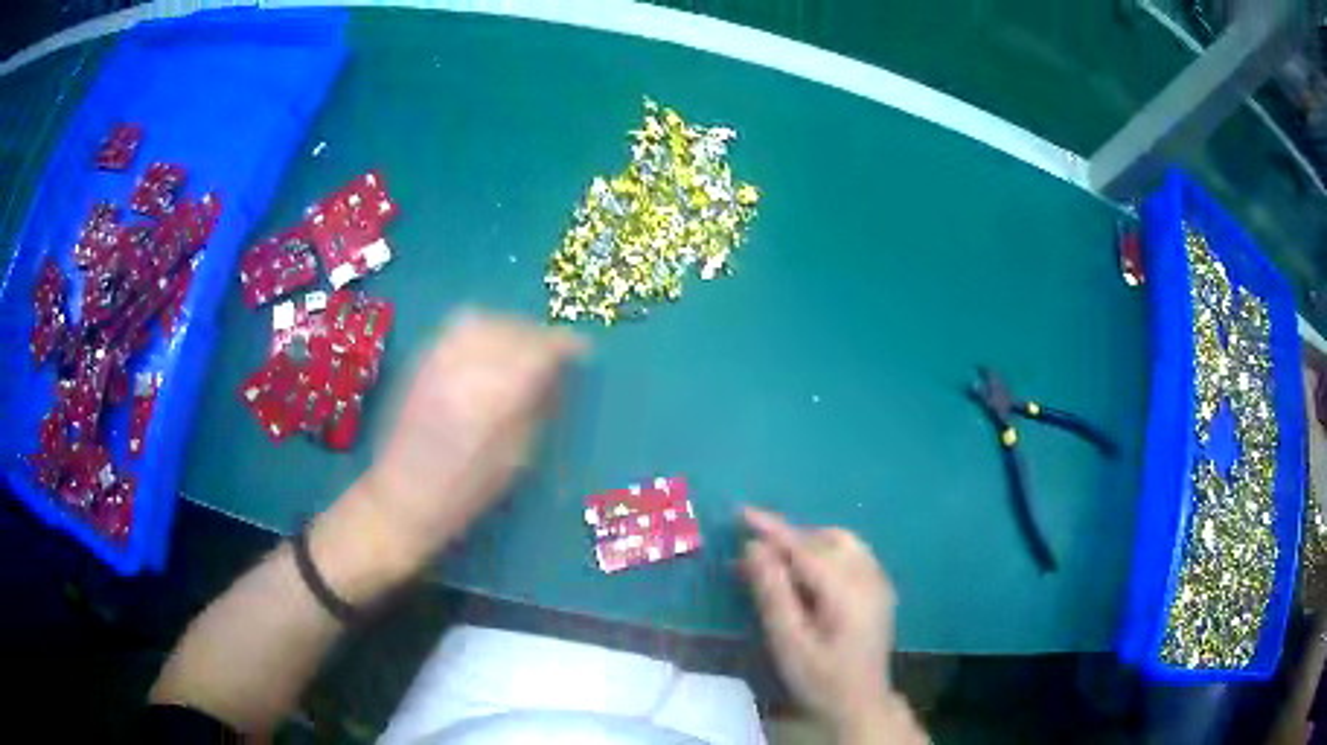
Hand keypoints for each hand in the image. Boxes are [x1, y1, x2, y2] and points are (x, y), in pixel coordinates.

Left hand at [318, 310, 585, 593]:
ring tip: (520, 344)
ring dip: (509, 326)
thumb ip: (536, 409)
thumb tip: (554, 377)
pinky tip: (486, 347)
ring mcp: (439, 358)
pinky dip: (480, 328)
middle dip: (538, 334)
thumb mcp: (517, 457)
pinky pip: (455, 328)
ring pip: (482, 320)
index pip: (540, 350)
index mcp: (497, 395)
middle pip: (512, 329)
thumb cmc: (467, 489)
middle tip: (553, 350)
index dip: (566, 345)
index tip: (582, 350)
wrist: (403, 496)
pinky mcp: (420, 360)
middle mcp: (467, 365)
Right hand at [741, 507, 919, 740]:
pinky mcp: (880, 588)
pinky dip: (826, 550)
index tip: (742, 512)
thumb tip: (754, 548)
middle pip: (825, 539)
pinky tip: (808, 571)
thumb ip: (773, 593)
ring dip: (809, 541)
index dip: (772, 529)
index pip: (805, 547)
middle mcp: (869, 576)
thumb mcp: (788, 642)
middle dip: (789, 536)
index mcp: (846, 590)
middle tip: (753, 548)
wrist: (861, 704)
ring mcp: (879, 581)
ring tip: (777, 558)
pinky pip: (852, 553)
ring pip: (842, 542)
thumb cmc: (819, 679)